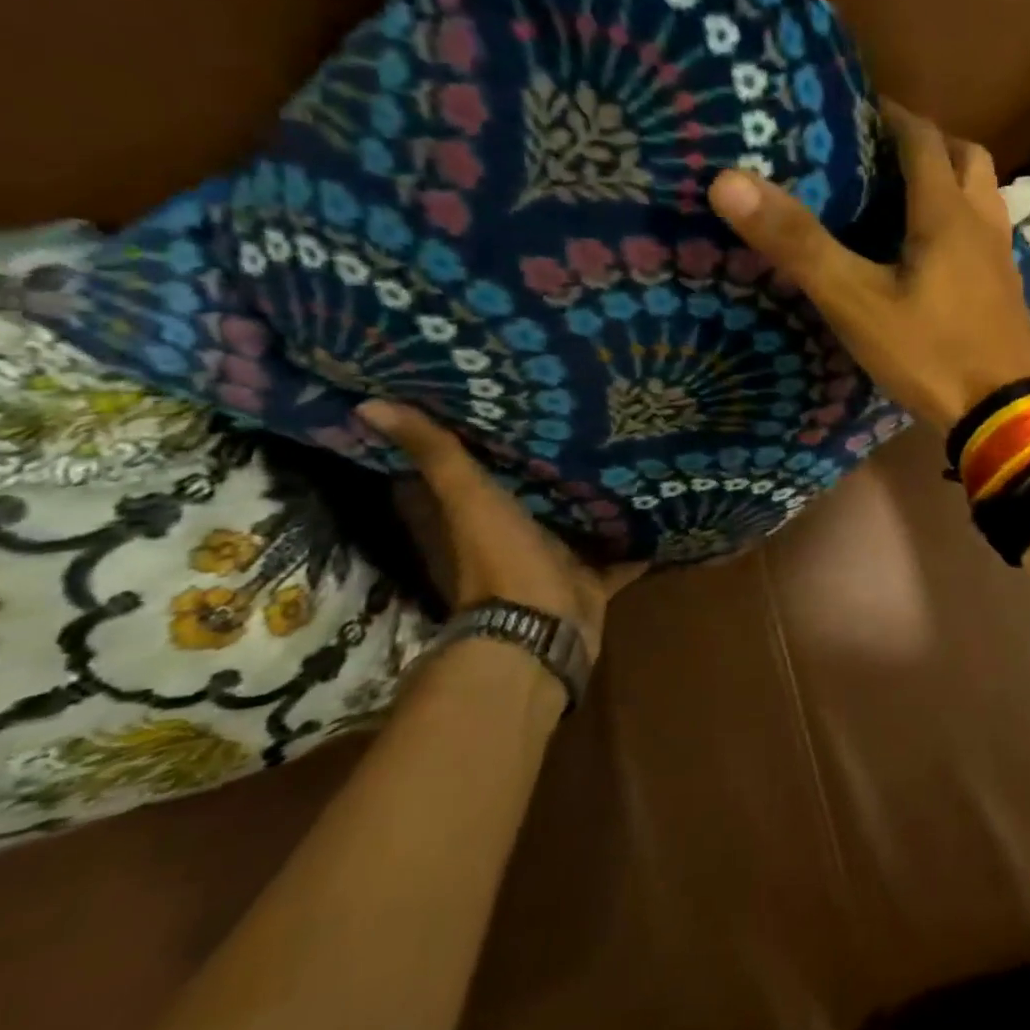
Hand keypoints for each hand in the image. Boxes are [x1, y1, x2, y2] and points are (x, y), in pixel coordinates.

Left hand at [358, 401, 643, 661]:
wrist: (543, 629)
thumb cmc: (502, 560)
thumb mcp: (468, 499)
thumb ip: (437, 455)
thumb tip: (368, 403)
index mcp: (475, 518)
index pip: (464, 471)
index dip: (471, 438)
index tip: (493, 399)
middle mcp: (512, 538)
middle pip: (528, 494)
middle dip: (547, 463)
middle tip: (576, 416)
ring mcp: (554, 560)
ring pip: (575, 522)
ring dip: (594, 498)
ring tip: (626, 452)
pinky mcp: (591, 578)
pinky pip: (618, 553)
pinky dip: (636, 539)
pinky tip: (661, 506)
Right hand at [708, 101, 1029, 431]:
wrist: (1002, 415)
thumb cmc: (930, 353)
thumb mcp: (855, 302)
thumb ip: (798, 244)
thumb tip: (729, 181)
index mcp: (947, 213)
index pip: (921, 139)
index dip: (890, 114)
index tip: (856, 107)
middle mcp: (983, 223)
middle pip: (967, 157)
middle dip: (928, 142)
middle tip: (884, 151)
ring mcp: (1003, 258)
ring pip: (984, 196)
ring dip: (953, 181)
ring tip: (907, 197)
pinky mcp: (1008, 290)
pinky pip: (988, 234)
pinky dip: (963, 223)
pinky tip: (934, 254)